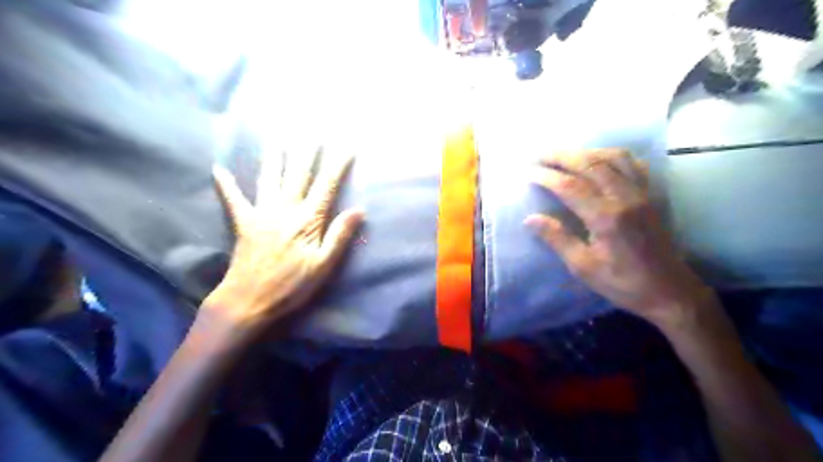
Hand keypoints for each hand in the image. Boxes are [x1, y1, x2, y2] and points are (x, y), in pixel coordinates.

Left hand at [202, 151, 361, 340]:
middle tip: (313, 130)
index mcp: (307, 221)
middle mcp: (284, 210)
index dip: (337, 165)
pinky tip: (219, 169)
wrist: (248, 302)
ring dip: (276, 157)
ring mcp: (261, 214)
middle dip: (308, 152)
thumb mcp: (324, 266)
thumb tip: (358, 210)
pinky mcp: (243, 224)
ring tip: (279, 138)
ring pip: (271, 179)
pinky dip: (227, 185)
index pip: (326, 186)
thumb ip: (339, 236)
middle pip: (299, 175)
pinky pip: (234, 200)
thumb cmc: (291, 287)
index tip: (346, 147)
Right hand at [527, 150, 714, 325]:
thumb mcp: (583, 267)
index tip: (527, 172)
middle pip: (590, 163)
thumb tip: (530, 219)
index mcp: (606, 217)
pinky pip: (634, 164)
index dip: (546, 176)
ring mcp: (641, 193)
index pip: (570, 186)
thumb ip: (557, 239)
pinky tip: (600, 160)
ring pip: (613, 157)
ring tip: (565, 157)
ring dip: (586, 152)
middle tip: (539, 156)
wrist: (670, 291)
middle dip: (561, 156)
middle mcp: (624, 197)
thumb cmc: (623, 283)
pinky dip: (613, 156)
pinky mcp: (651, 195)